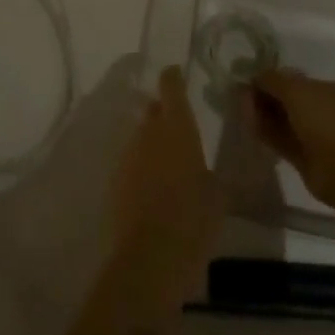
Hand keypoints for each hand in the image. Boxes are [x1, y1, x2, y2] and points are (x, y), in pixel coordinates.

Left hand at [108, 68, 221, 316]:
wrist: (150, 260)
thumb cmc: (194, 221)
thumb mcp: (219, 193)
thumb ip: (218, 166)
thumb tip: (217, 153)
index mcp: (177, 127)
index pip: (171, 86)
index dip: (173, 78)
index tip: (177, 74)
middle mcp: (148, 132)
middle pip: (153, 111)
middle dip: (164, 114)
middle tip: (181, 128)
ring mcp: (128, 156)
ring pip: (141, 138)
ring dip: (153, 143)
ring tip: (170, 163)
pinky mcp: (115, 181)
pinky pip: (132, 163)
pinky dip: (142, 168)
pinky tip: (155, 188)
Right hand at [245, 68, 334, 210]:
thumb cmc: (326, 119)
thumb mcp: (296, 88)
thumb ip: (273, 80)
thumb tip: (255, 77)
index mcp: (334, 90)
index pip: (300, 81)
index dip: (276, 80)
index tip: (253, 81)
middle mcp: (329, 112)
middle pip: (291, 101)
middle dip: (268, 97)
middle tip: (243, 96)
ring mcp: (319, 137)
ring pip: (286, 122)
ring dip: (264, 115)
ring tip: (242, 109)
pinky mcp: (308, 160)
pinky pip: (283, 142)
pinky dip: (267, 133)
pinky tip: (249, 125)